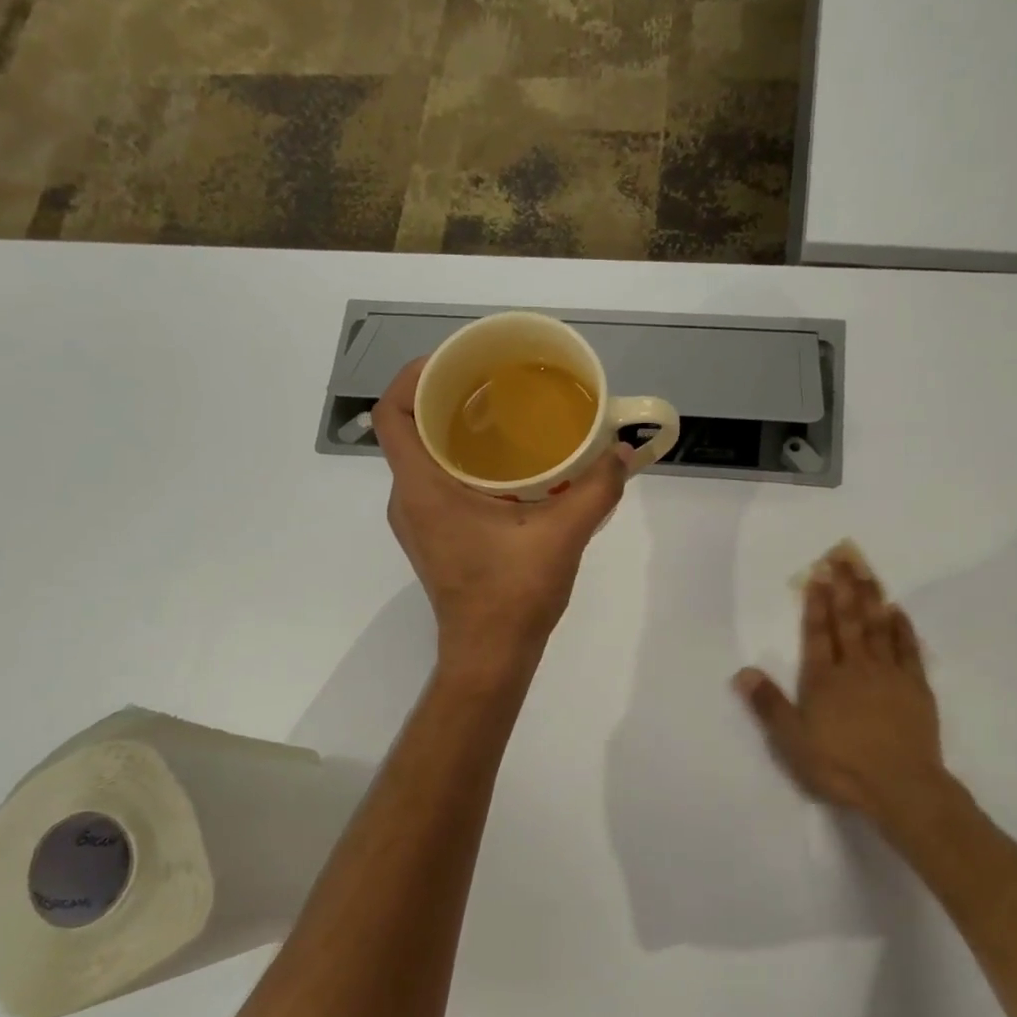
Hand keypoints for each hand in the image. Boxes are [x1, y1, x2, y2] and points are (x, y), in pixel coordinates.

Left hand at [374, 358, 631, 672]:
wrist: (490, 655)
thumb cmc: (513, 594)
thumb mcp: (562, 536)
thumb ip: (596, 489)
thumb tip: (624, 452)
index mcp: (423, 489)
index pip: (392, 415)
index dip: (413, 376)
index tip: (454, 361)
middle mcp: (408, 500)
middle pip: (408, 430)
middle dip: (443, 397)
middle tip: (491, 381)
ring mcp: (417, 521)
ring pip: (422, 457)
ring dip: (452, 431)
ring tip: (500, 414)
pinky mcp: (433, 537)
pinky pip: (434, 482)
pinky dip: (460, 461)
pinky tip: (506, 465)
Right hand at [733, 552, 966, 829]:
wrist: (901, 786)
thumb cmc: (840, 765)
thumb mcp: (792, 741)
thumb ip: (768, 705)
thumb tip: (743, 672)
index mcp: (823, 679)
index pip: (817, 633)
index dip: (816, 604)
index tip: (817, 574)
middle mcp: (855, 668)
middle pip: (848, 621)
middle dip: (844, 588)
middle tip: (843, 557)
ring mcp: (889, 675)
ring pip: (878, 627)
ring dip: (871, 598)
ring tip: (867, 571)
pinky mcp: (916, 688)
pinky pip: (908, 649)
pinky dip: (902, 628)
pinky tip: (898, 611)